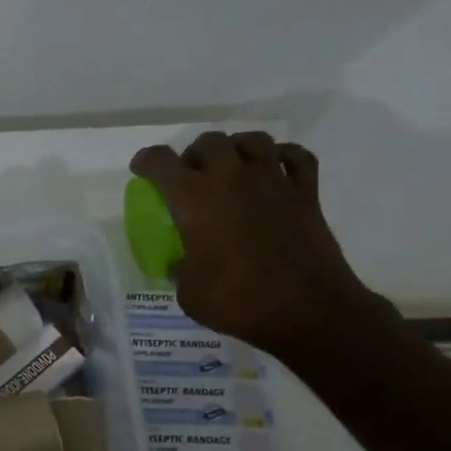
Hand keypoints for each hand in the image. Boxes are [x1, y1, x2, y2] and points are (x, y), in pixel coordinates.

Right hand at [130, 132, 387, 361]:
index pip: (161, 162)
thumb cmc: (239, 302)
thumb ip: (180, 269)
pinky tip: (274, 171)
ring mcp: (273, 181)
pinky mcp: (306, 193)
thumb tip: (183, 263)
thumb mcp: (189, 293)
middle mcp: (232, 179)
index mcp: (195, 200)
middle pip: (209, 141)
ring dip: (236, 148)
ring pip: (253, 140)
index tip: (142, 170)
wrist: (308, 310)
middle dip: (194, 154)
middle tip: (191, 176)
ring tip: (232, 169)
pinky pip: (295, 156)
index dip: (147, 161)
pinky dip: (282, 156)